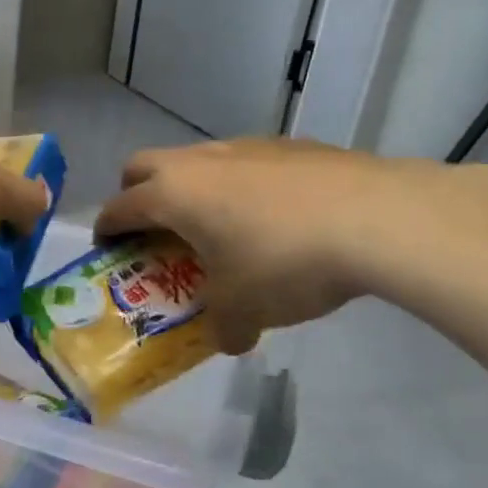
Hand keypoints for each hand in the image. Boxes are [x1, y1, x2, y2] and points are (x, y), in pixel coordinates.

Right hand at [95, 138, 443, 352]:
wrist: (381, 219)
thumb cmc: (285, 262)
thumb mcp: (245, 309)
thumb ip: (224, 327)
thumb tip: (230, 340)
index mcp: (172, 194)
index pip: (119, 206)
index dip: (107, 229)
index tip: (108, 249)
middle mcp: (200, 162)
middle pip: (144, 165)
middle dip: (137, 194)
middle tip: (153, 231)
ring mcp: (247, 147)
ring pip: (198, 160)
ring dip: (193, 189)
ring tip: (219, 227)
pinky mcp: (292, 146)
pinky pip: (247, 163)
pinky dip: (242, 186)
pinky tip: (276, 219)